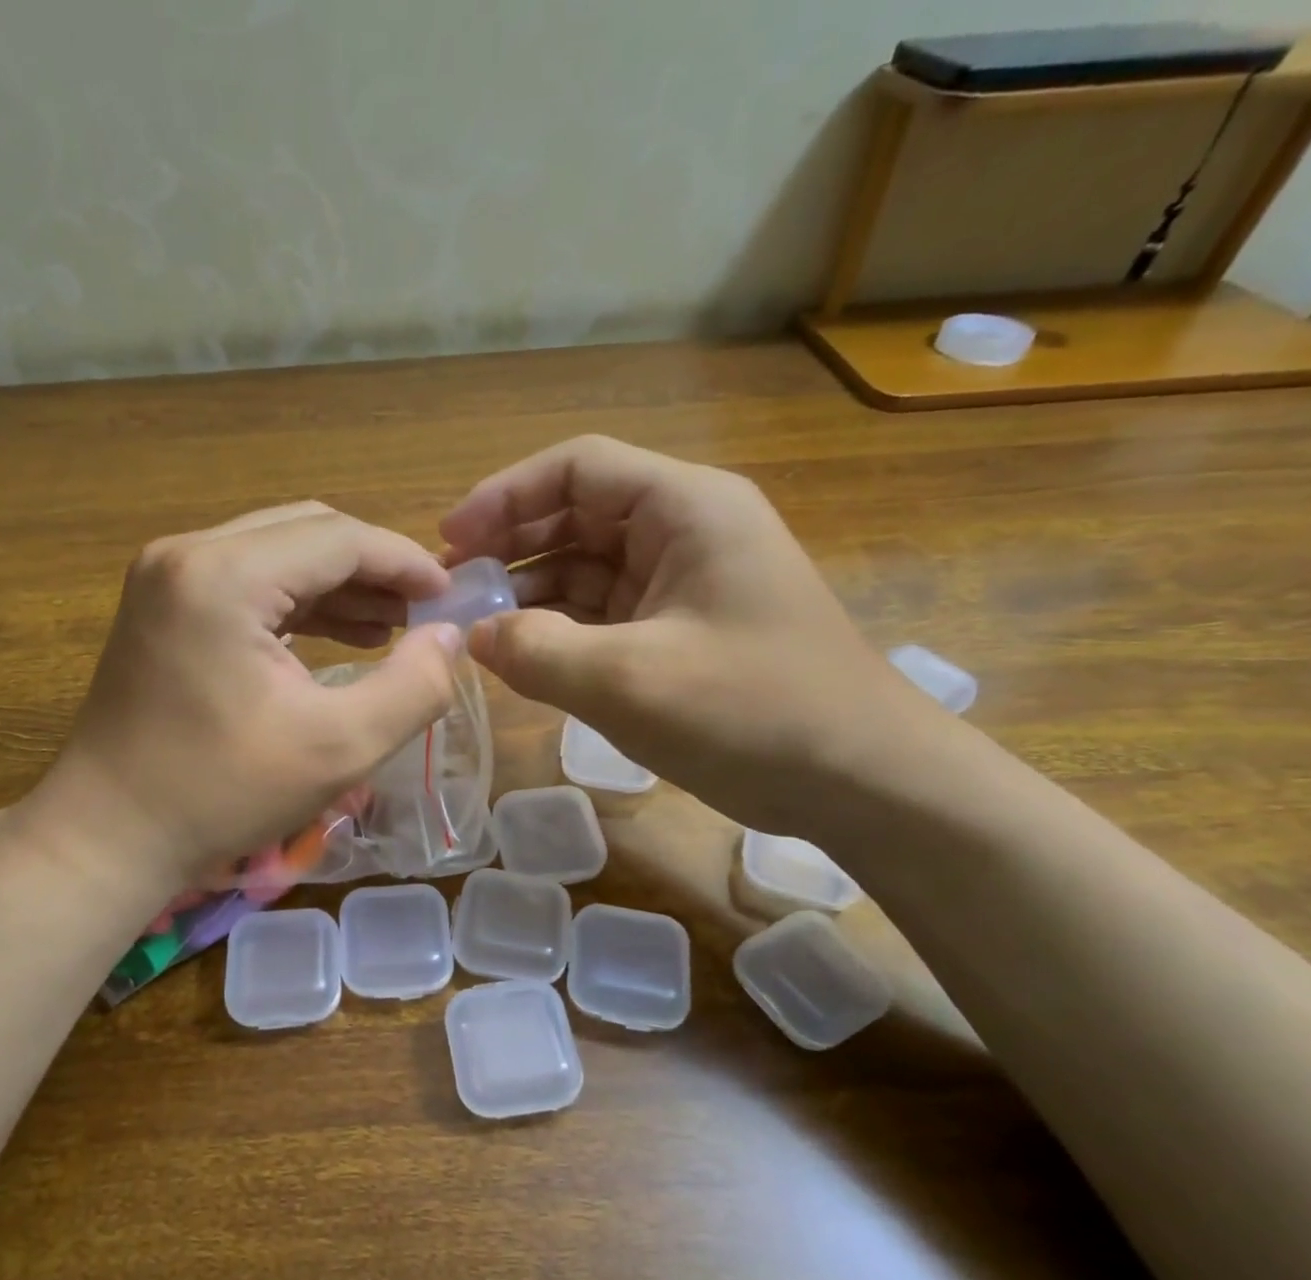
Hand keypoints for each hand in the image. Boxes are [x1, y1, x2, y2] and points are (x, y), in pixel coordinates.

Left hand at [20, 503, 463, 891]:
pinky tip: (341, 635)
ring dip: (338, 585)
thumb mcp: (339, 748)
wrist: (108, 835)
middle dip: (373, 568)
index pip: (338, 537)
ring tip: (393, 626)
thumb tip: (450, 636)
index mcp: (224, 575)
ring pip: (277, 553)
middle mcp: (188, 554)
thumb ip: (413, 687)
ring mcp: (167, 576)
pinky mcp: (162, 604)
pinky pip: (248, 582)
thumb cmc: (221, 795)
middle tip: (423, 613)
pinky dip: (298, 603)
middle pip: (306, 532)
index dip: (405, 561)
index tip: (451, 595)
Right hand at [440, 435, 943, 834]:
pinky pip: (604, 613)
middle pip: (577, 515)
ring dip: (530, 591)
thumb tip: (474, 636)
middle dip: (510, 546)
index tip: (450, 539)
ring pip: (586, 567)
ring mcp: (684, 584)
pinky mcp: (681, 631)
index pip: (579, 469)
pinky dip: (560, 628)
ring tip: (475, 625)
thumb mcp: (629, 680)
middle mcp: (685, 531)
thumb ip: (537, 651)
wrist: (860, 780)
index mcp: (686, 509)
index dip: (505, 495)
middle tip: (453, 588)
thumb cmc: (752, 712)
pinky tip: (521, 653)